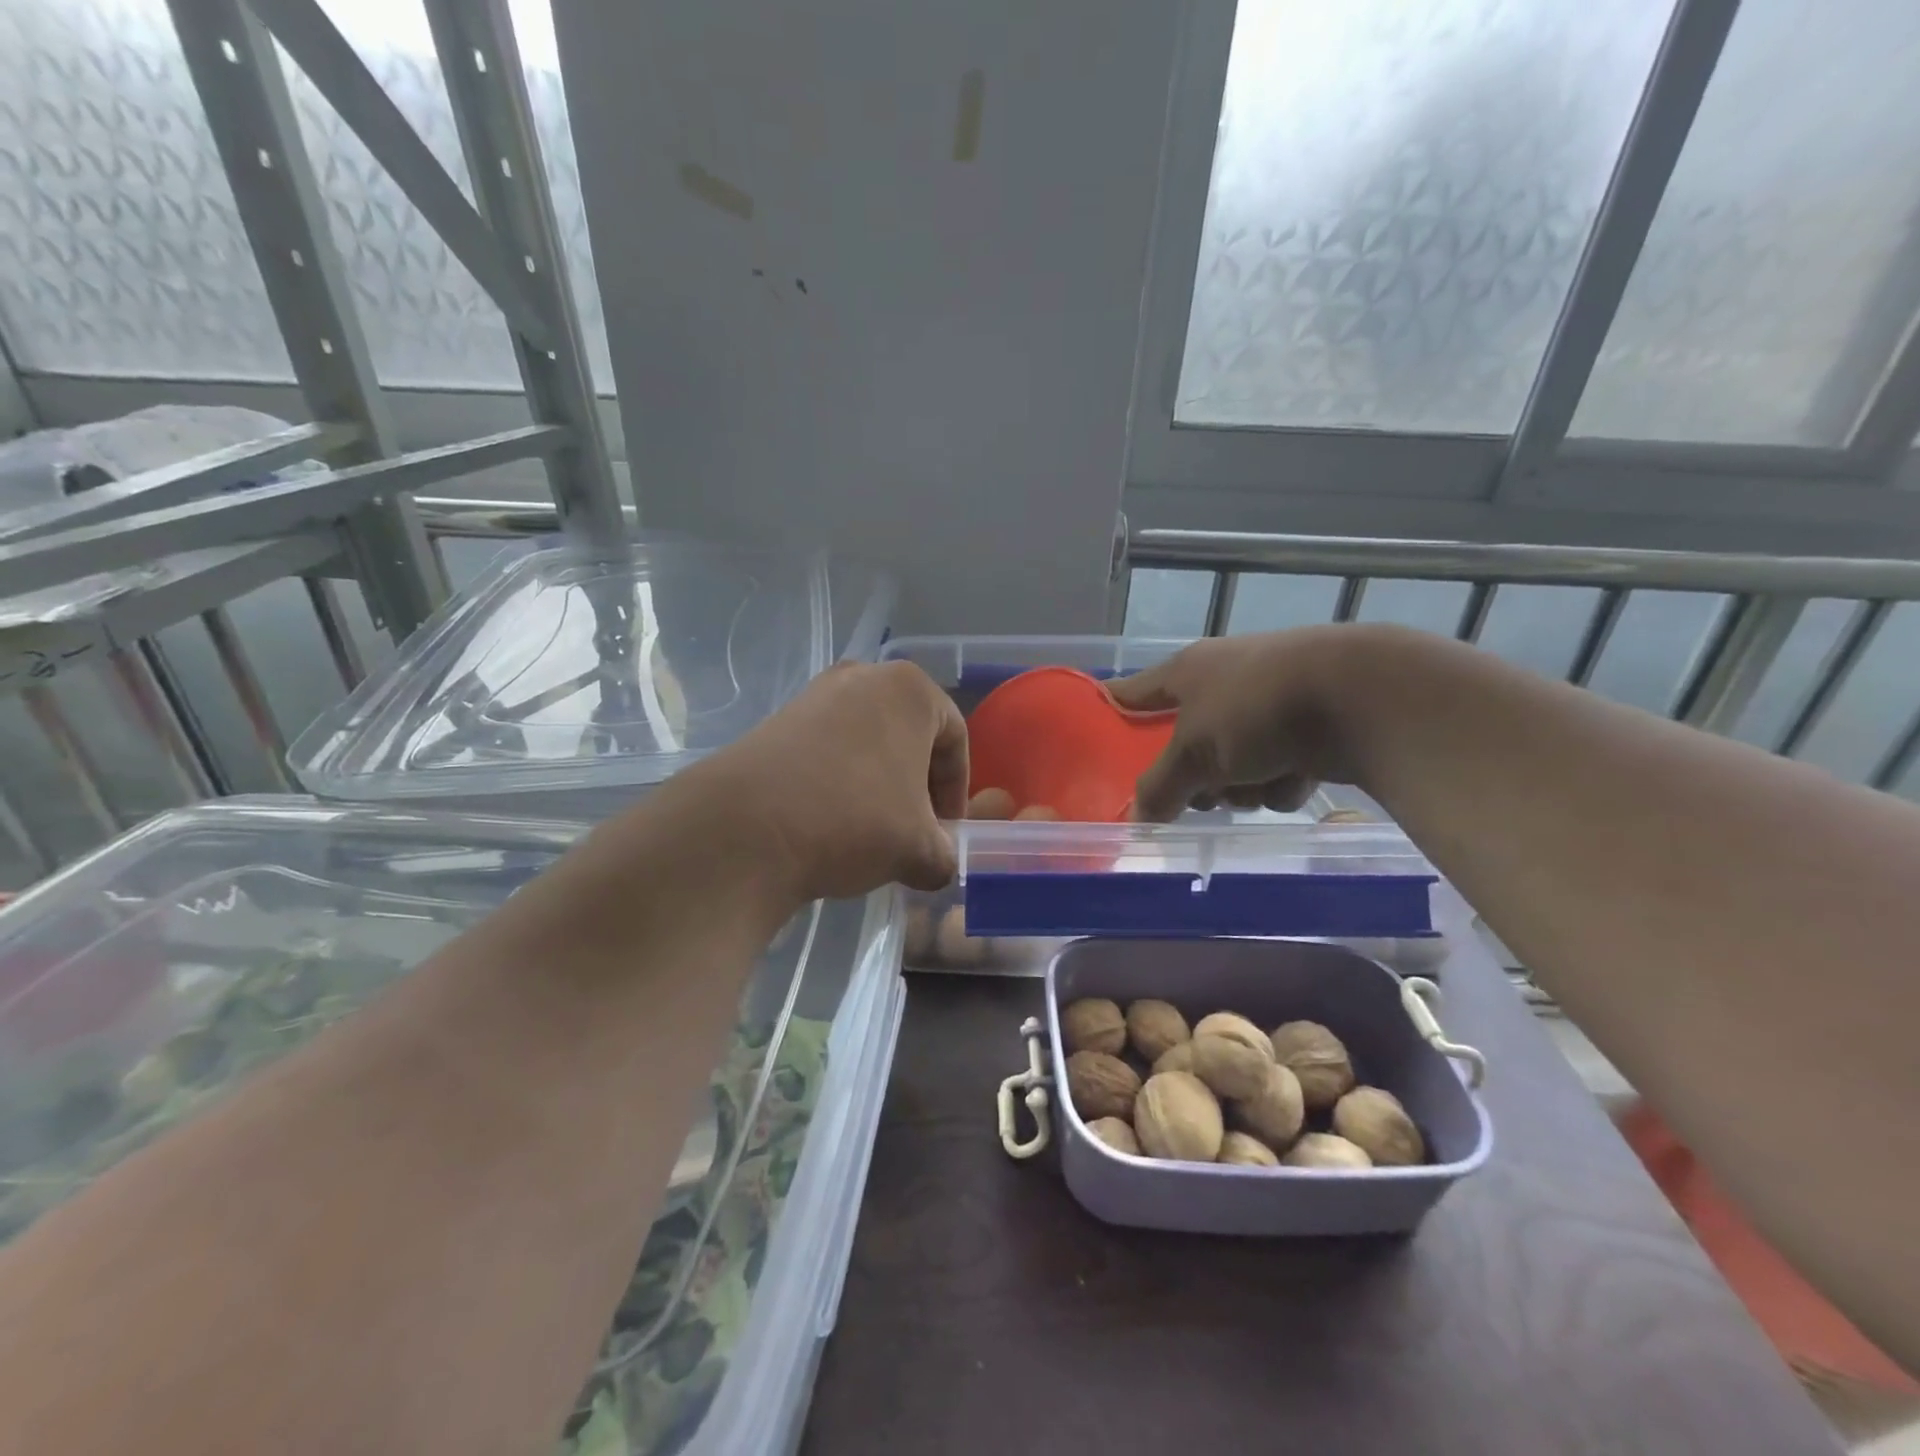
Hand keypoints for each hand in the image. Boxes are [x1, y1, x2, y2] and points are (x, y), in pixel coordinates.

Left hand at [700, 660, 969, 900]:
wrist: (747, 828)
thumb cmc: (855, 820)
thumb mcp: (920, 850)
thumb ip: (945, 855)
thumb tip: (936, 863)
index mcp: (911, 689)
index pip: (955, 738)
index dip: (957, 791)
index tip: (947, 831)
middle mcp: (864, 676)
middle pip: (910, 736)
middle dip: (917, 786)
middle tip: (914, 832)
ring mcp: (816, 693)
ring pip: (867, 742)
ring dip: (879, 785)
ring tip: (870, 832)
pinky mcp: (778, 719)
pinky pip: (828, 748)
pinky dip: (839, 781)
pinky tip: (828, 821)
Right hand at [1108, 628, 1355, 822]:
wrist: (1362, 697)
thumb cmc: (1257, 710)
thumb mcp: (1194, 753)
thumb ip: (1160, 787)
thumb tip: (1136, 817)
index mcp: (1187, 672)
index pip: (1130, 694)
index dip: (1110, 717)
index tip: (1093, 743)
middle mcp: (1223, 681)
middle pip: (1186, 743)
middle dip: (1195, 776)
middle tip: (1198, 793)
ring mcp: (1267, 703)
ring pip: (1232, 764)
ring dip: (1242, 785)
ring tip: (1259, 783)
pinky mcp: (1306, 726)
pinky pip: (1274, 768)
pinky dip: (1282, 780)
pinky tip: (1298, 776)